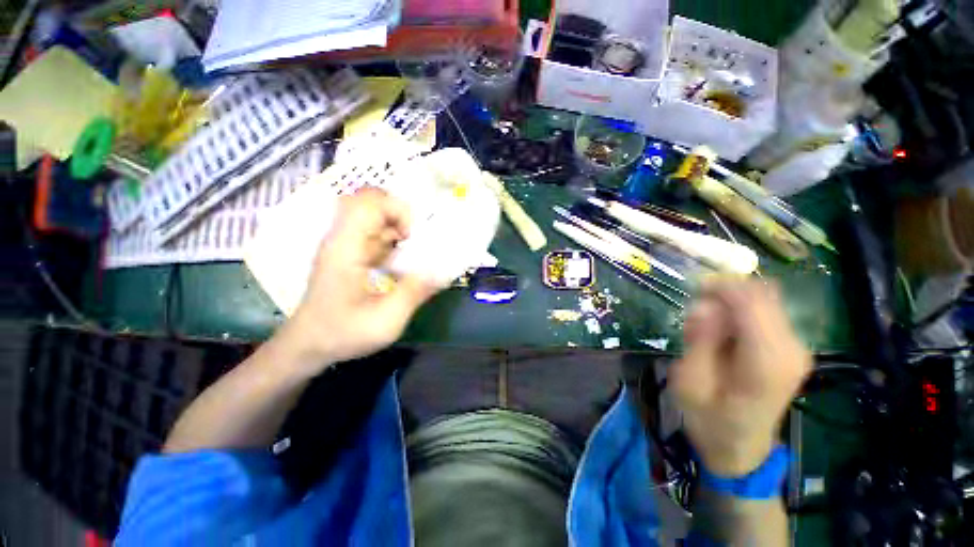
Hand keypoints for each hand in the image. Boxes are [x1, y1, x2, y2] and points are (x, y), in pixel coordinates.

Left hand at [283, 187, 440, 369]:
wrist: (308, 344)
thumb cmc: (342, 333)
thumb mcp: (385, 320)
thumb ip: (414, 293)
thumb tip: (443, 271)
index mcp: (346, 249)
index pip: (367, 202)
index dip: (396, 209)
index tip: (414, 236)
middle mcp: (342, 239)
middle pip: (370, 202)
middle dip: (400, 214)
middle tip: (416, 239)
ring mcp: (345, 245)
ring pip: (374, 216)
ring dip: (398, 228)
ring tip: (414, 252)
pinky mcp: (350, 253)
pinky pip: (375, 233)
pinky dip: (394, 240)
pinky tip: (402, 262)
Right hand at [671, 279, 811, 475]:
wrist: (740, 447)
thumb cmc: (709, 419)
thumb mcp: (690, 382)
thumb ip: (700, 340)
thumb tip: (704, 305)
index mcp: (767, 361)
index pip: (754, 302)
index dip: (723, 286)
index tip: (694, 289)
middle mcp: (791, 349)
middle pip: (763, 294)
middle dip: (725, 293)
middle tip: (696, 312)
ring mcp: (796, 347)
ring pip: (764, 298)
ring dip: (730, 303)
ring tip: (706, 325)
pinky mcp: (790, 347)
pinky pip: (764, 311)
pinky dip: (738, 311)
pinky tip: (722, 331)